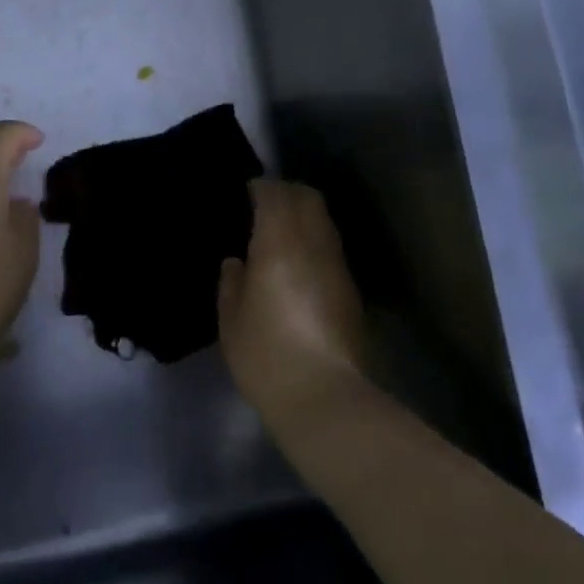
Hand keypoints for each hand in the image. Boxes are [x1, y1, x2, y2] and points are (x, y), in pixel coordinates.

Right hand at [218, 180, 370, 427]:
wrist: (324, 396)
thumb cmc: (266, 355)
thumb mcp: (231, 321)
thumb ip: (231, 283)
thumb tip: (237, 262)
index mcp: (279, 244)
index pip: (275, 195)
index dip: (261, 187)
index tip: (247, 191)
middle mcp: (314, 245)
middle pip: (309, 198)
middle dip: (288, 192)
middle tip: (266, 204)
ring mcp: (338, 267)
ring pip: (325, 222)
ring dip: (305, 216)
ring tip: (282, 232)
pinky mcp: (352, 291)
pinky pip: (331, 248)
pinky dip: (315, 241)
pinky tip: (299, 263)